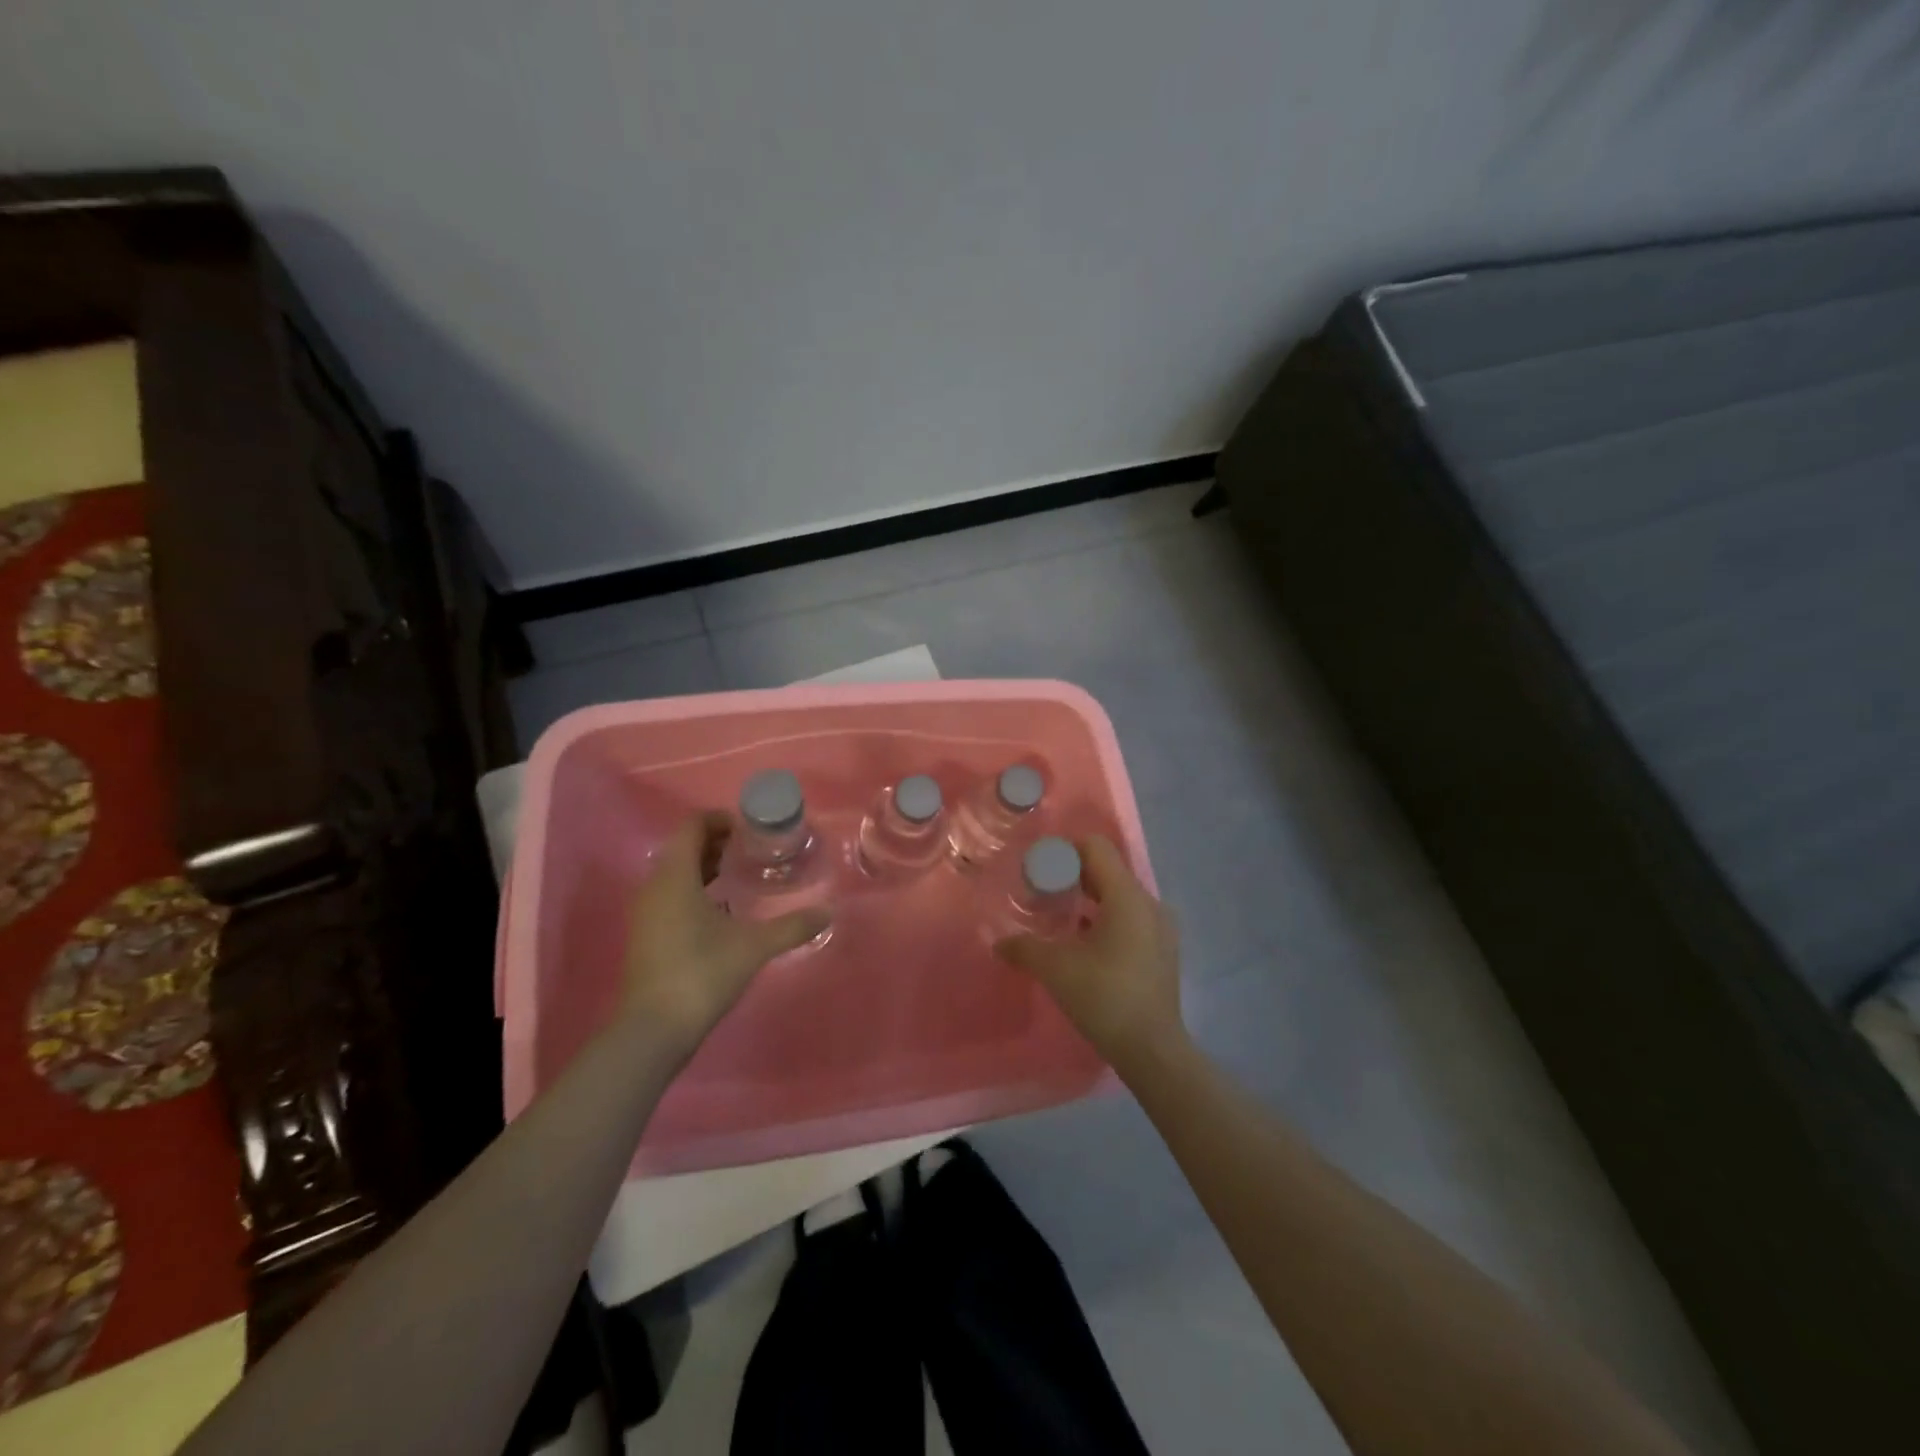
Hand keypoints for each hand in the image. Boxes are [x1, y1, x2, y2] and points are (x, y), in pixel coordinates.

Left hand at [621, 812, 829, 1052]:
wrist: (653, 1030)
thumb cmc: (701, 973)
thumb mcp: (753, 946)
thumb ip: (792, 926)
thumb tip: (829, 911)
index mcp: (675, 876)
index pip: (693, 826)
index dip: (721, 819)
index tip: (752, 828)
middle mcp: (654, 886)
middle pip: (684, 847)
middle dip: (717, 842)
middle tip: (754, 849)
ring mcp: (647, 912)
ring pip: (676, 873)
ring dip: (706, 866)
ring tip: (742, 874)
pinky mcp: (647, 934)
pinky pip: (671, 895)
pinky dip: (696, 889)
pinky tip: (724, 909)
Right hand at [996, 835, 1185, 1077]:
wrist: (1152, 1050)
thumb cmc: (1105, 998)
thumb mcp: (1055, 969)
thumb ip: (1024, 947)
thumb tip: (999, 942)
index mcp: (1127, 897)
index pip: (1096, 848)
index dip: (1065, 851)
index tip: (1040, 869)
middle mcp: (1149, 904)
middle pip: (1107, 870)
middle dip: (1073, 877)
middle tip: (1043, 894)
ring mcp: (1160, 928)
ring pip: (1119, 897)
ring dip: (1089, 900)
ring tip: (1060, 919)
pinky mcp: (1162, 951)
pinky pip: (1130, 919)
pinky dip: (1105, 920)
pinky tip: (1084, 944)